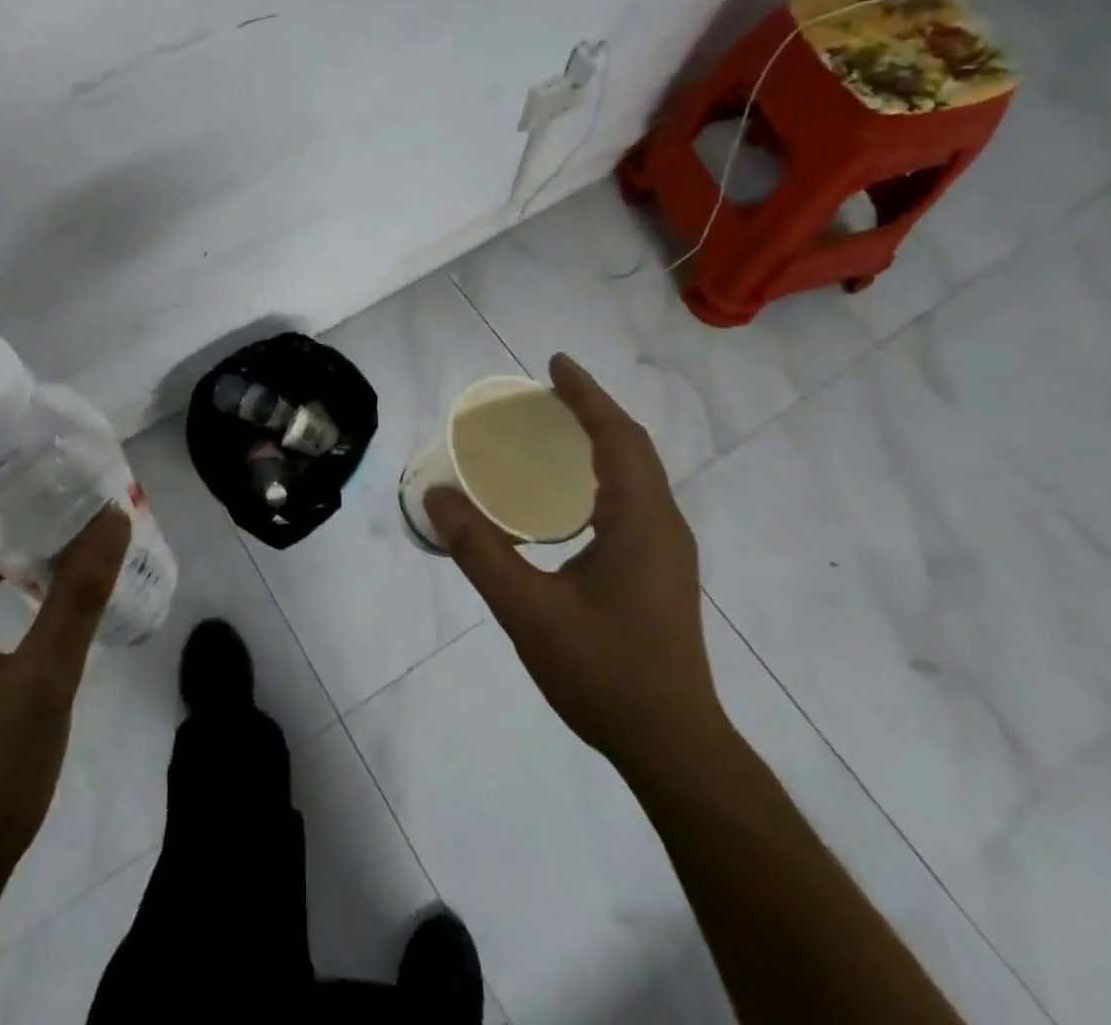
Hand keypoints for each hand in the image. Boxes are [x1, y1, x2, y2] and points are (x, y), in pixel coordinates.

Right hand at [424, 353, 726, 772]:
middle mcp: (662, 525)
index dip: (586, 395)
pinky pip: (632, 499)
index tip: (554, 364)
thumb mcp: (528, 611)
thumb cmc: (604, 673)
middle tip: (544, 393)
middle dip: (591, 411)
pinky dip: (603, 474)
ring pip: (636, 474)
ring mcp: (666, 550)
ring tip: (554, 431)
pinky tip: (569, 495)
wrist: (672, 747)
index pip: (617, 437)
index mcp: (641, 521)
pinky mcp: (660, 572)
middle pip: (631, 447)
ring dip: (600, 441)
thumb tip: (438, 497)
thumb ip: (480, 551)